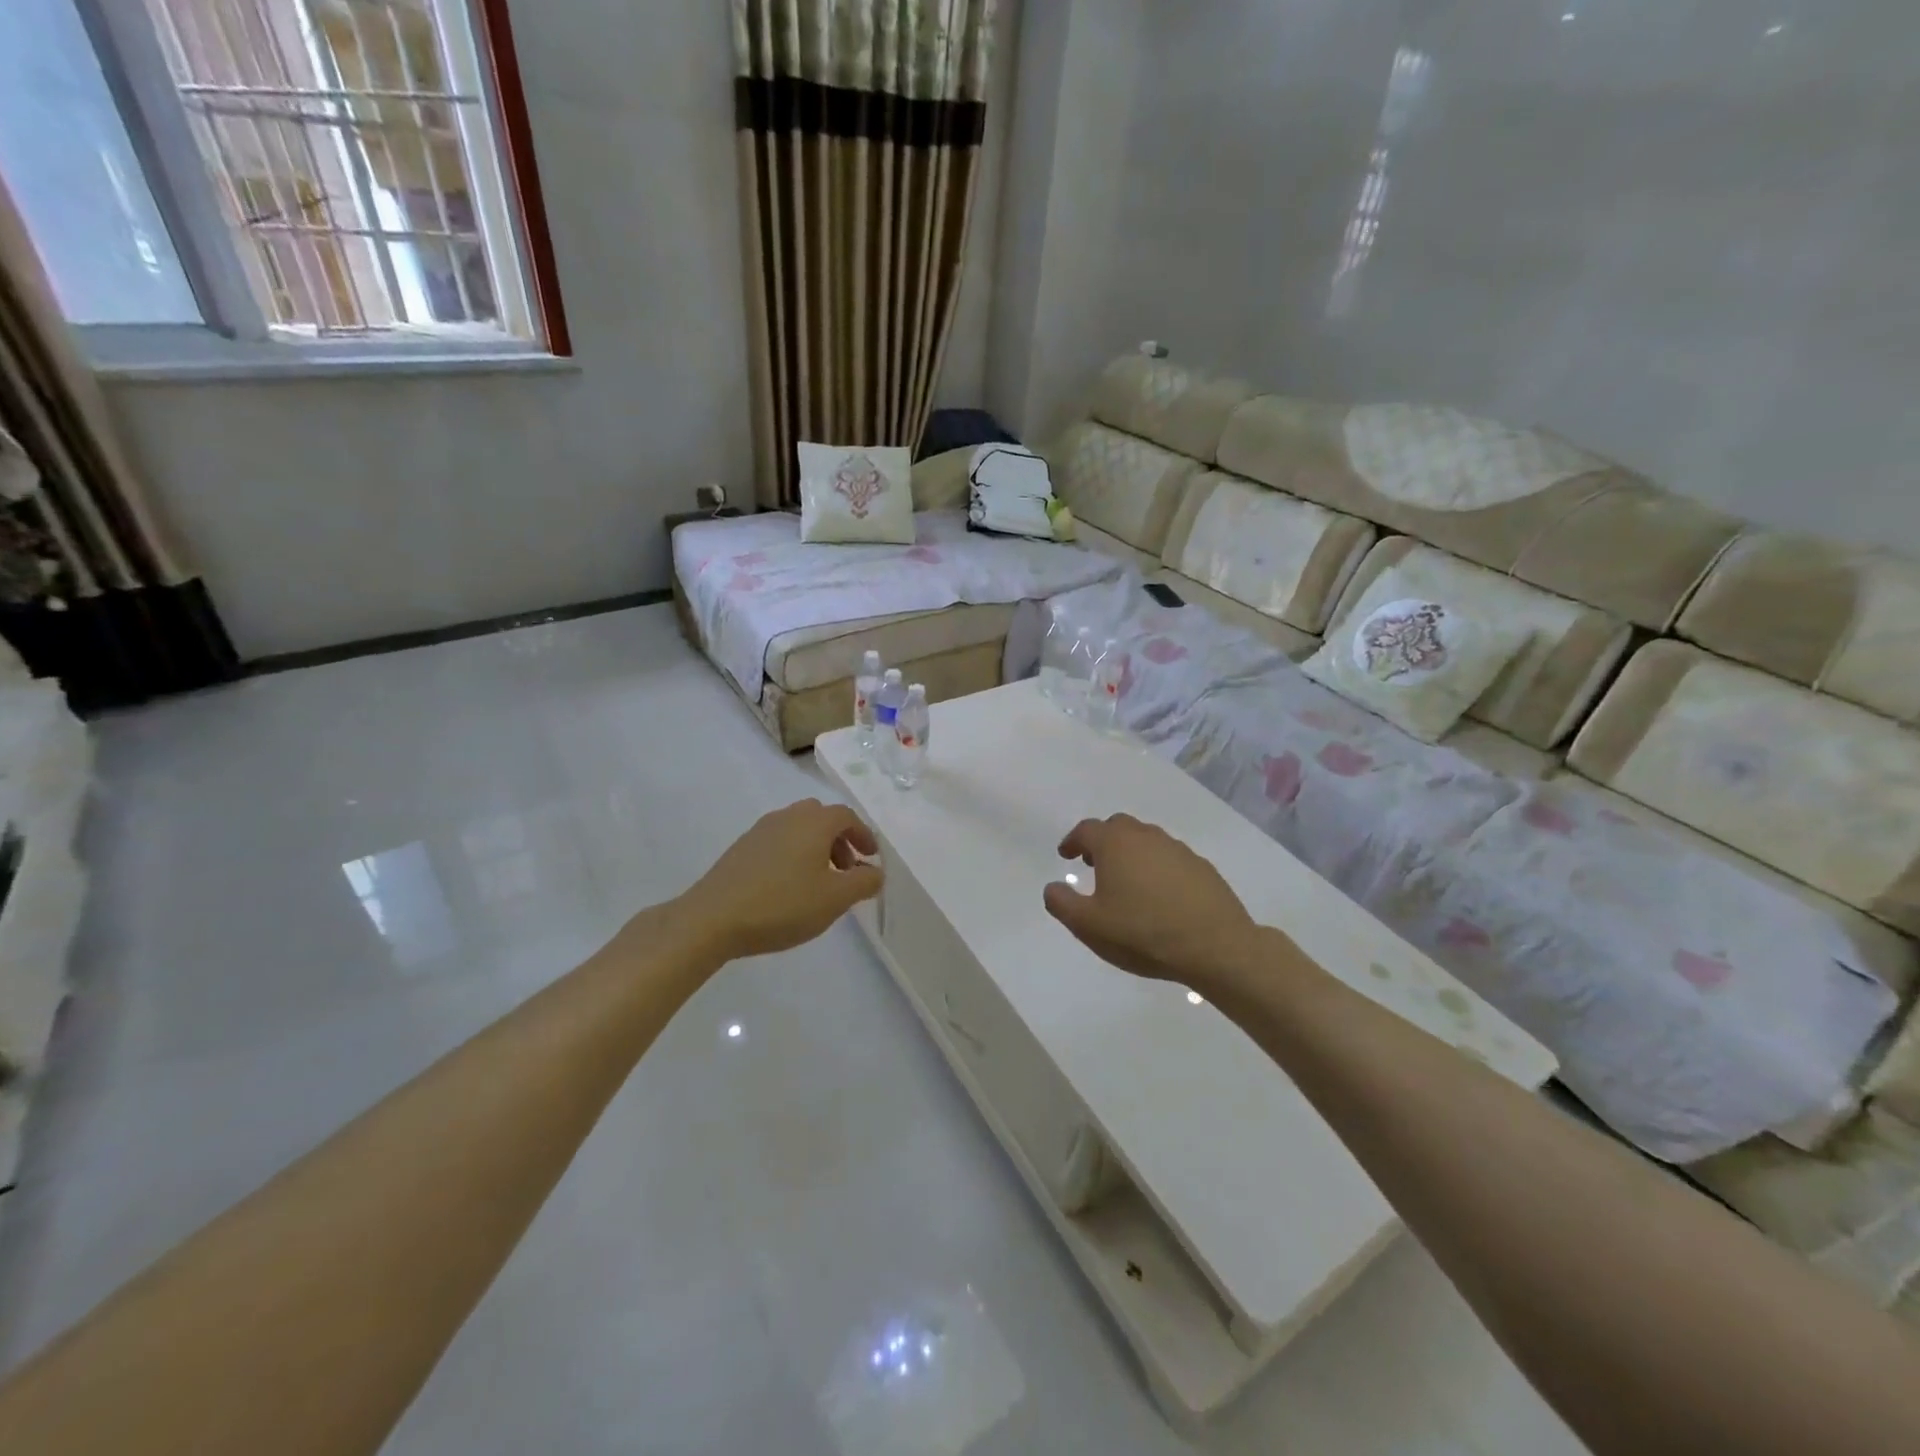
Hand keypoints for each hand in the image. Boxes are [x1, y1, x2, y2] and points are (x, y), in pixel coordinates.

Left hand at [678, 799, 882, 959]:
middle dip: (839, 840)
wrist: (713, 918)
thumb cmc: (783, 905)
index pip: (847, 816)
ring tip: (819, 882)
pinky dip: (793, 855)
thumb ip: (864, 882)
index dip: (864, 835)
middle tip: (846, 870)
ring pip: (798, 829)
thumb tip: (876, 871)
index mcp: (814, 822)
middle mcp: (788, 816)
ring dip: (816, 848)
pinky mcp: (741, 848)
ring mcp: (760, 830)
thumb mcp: (835, 898)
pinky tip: (788, 887)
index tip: (871, 858)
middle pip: (822, 818)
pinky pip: (778, 842)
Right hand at [1043, 814, 1262, 988]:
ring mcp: (1178, 850)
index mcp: (1115, 844)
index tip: (1065, 855)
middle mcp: (1146, 837)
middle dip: (1102, 841)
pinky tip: (1159, 895)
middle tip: (1093, 863)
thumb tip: (1052, 887)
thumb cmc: (1142, 932)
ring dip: (1131, 852)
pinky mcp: (1202, 867)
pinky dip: (1157, 867)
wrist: (1214, 946)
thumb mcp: (1089, 925)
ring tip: (1126, 880)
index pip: (1086, 830)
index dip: (1072, 841)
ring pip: (1146, 840)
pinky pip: (1170, 859)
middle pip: (1118, 827)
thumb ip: (1062, 903)